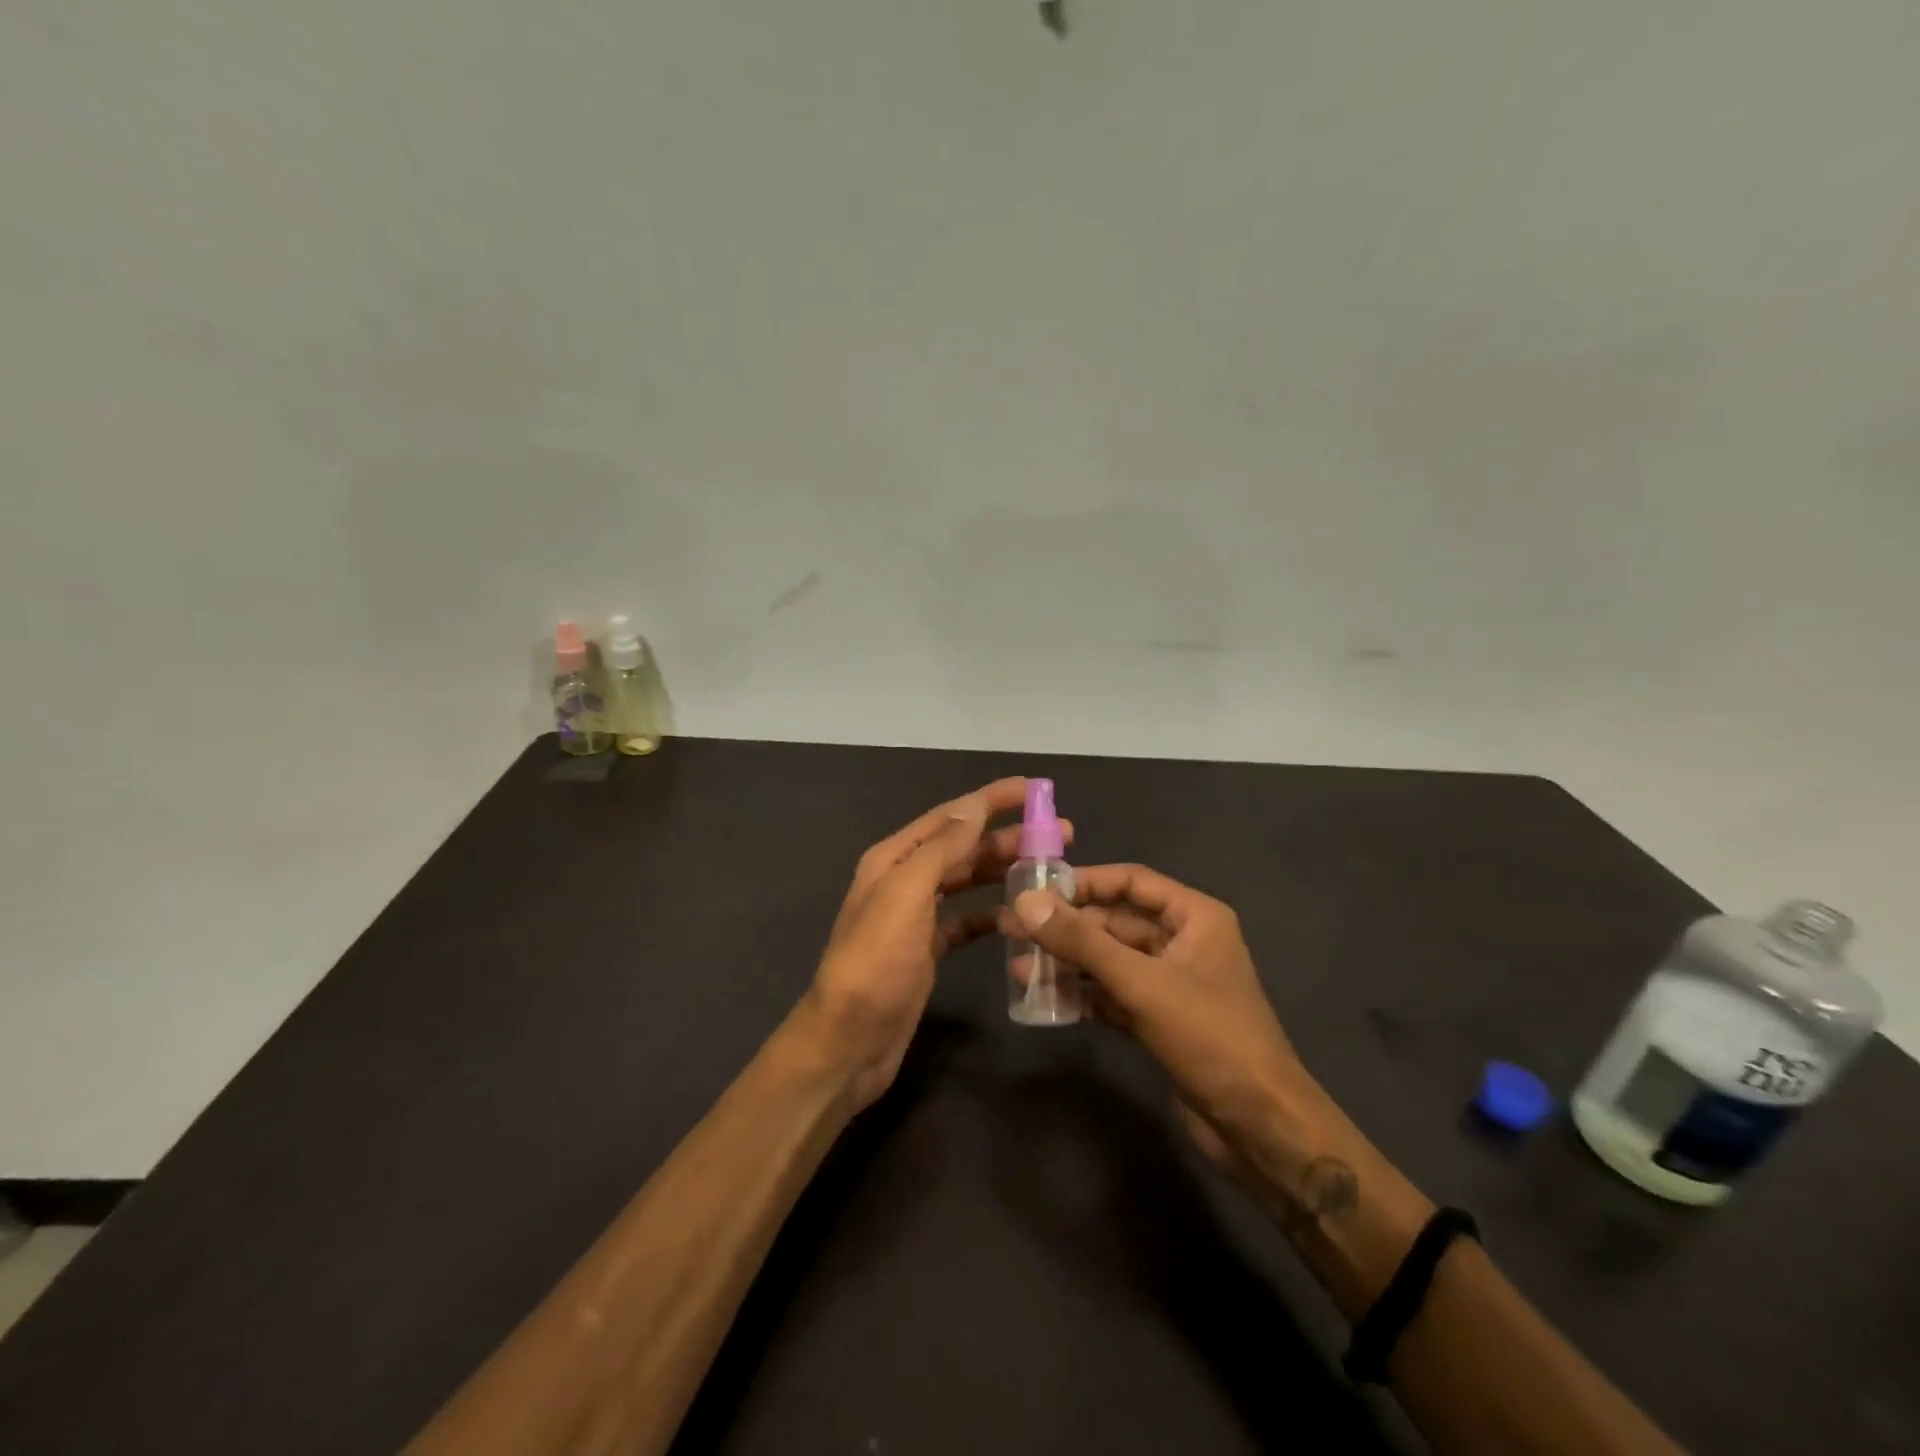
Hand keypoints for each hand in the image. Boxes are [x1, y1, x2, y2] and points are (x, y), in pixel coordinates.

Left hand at [793, 777, 1068, 1111]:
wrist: (849, 1042)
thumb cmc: (876, 962)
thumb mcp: (905, 895)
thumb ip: (940, 849)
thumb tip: (973, 807)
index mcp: (894, 859)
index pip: (950, 816)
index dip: (991, 799)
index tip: (1034, 789)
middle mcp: (904, 880)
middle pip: (963, 847)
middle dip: (1008, 836)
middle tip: (1062, 836)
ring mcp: (917, 917)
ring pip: (967, 882)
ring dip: (1004, 871)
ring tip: (1049, 870)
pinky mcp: (928, 950)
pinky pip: (966, 922)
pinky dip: (991, 915)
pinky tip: (1019, 916)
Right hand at [1009, 865, 1320, 1169]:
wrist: (1259, 1126)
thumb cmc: (1209, 1037)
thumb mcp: (1141, 983)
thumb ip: (1082, 942)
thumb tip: (1025, 903)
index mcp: (1194, 917)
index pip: (1131, 881)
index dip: (1084, 882)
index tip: (1036, 890)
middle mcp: (1183, 942)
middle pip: (1115, 922)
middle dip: (1067, 927)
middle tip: (1012, 928)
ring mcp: (1171, 983)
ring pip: (1110, 961)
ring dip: (1068, 963)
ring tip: (1017, 966)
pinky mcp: (1160, 1021)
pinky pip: (1113, 995)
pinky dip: (1082, 995)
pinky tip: (1043, 999)